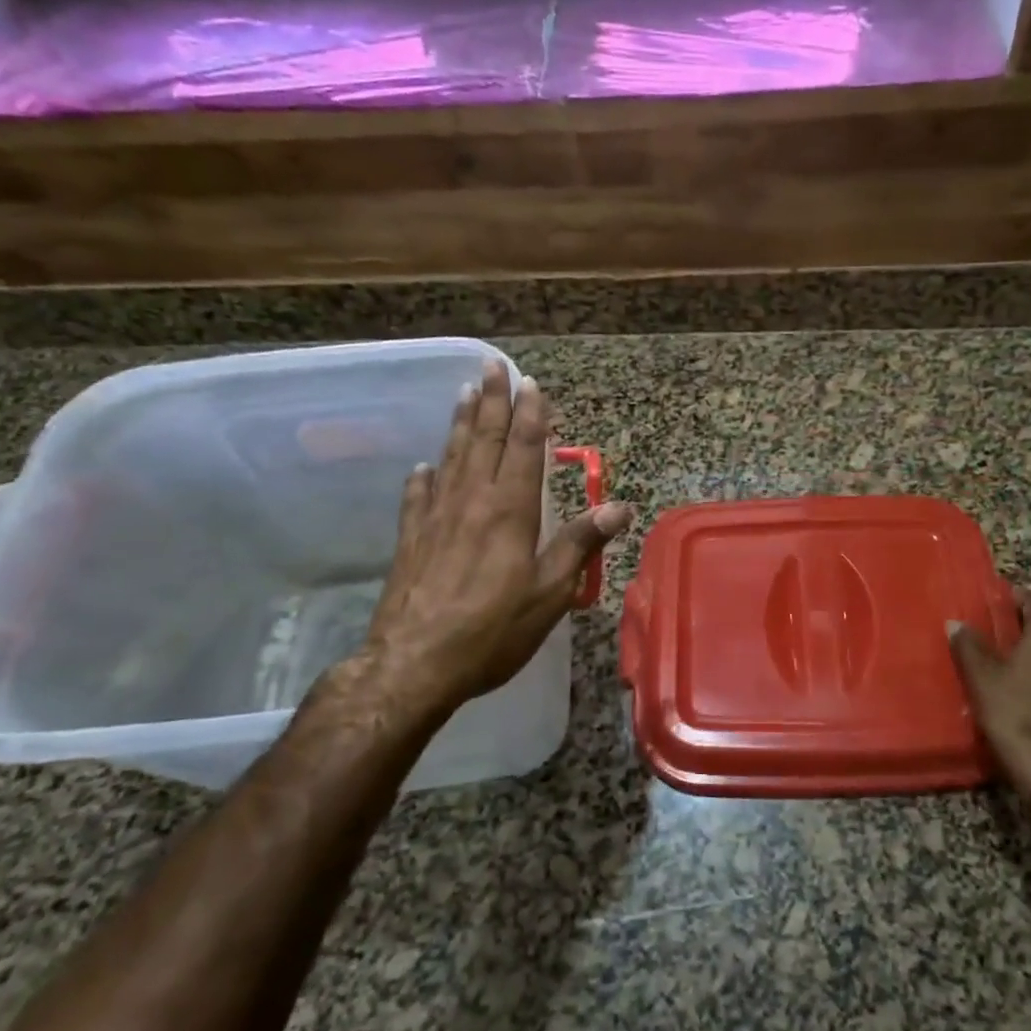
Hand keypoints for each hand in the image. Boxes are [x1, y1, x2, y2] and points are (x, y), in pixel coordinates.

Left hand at [328, 360, 634, 720]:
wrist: (414, 664)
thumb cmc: (492, 630)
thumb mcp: (550, 592)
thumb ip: (580, 544)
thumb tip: (619, 507)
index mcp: (510, 511)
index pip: (524, 450)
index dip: (530, 415)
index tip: (531, 383)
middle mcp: (472, 502)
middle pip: (485, 441)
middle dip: (493, 402)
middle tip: (492, 366)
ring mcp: (436, 518)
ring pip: (452, 457)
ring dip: (461, 423)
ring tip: (464, 393)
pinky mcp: (411, 540)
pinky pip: (418, 496)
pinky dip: (424, 476)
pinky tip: (424, 465)